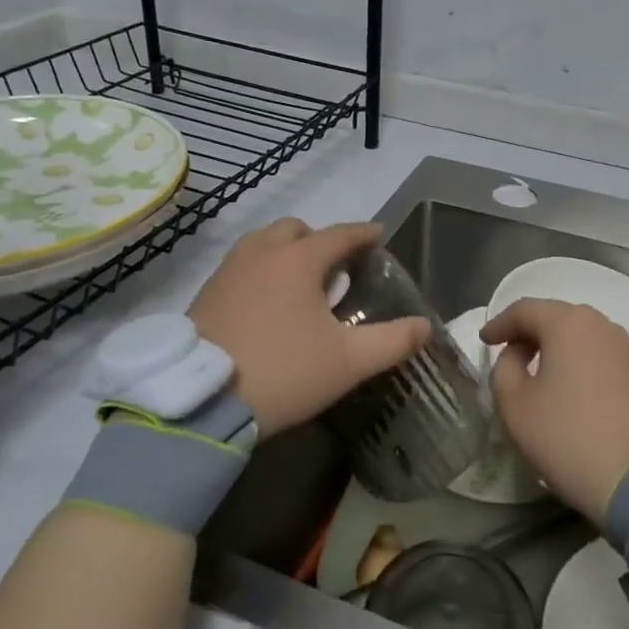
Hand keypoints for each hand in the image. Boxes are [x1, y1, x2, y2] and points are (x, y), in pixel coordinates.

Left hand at [190, 219, 428, 435]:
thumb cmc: (284, 372)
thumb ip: (392, 341)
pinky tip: (264, 301)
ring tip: (298, 282)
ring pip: (263, 242)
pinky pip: (241, 264)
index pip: (339, 234)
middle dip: (319, 239)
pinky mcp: (206, 291)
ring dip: (285, 250)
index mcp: (299, 260)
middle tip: (334, 266)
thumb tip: (424, 326)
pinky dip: (260, 268)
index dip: (363, 234)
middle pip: (296, 230)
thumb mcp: (348, 362)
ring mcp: (229, 269)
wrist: (203, 398)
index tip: (378, 235)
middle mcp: (262, 252)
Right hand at [481, 298, 628, 521]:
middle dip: (529, 331)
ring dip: (556, 345)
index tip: (484, 341)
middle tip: (509, 351)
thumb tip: (518, 355)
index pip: (524, 310)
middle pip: (555, 316)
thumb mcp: (514, 403)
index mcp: (566, 323)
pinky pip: (600, 353)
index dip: (499, 324)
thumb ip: (504, 368)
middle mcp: (600, 324)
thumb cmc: (566, 436)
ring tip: (539, 368)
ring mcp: (626, 347)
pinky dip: (580, 360)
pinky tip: (571, 384)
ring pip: (581, 334)